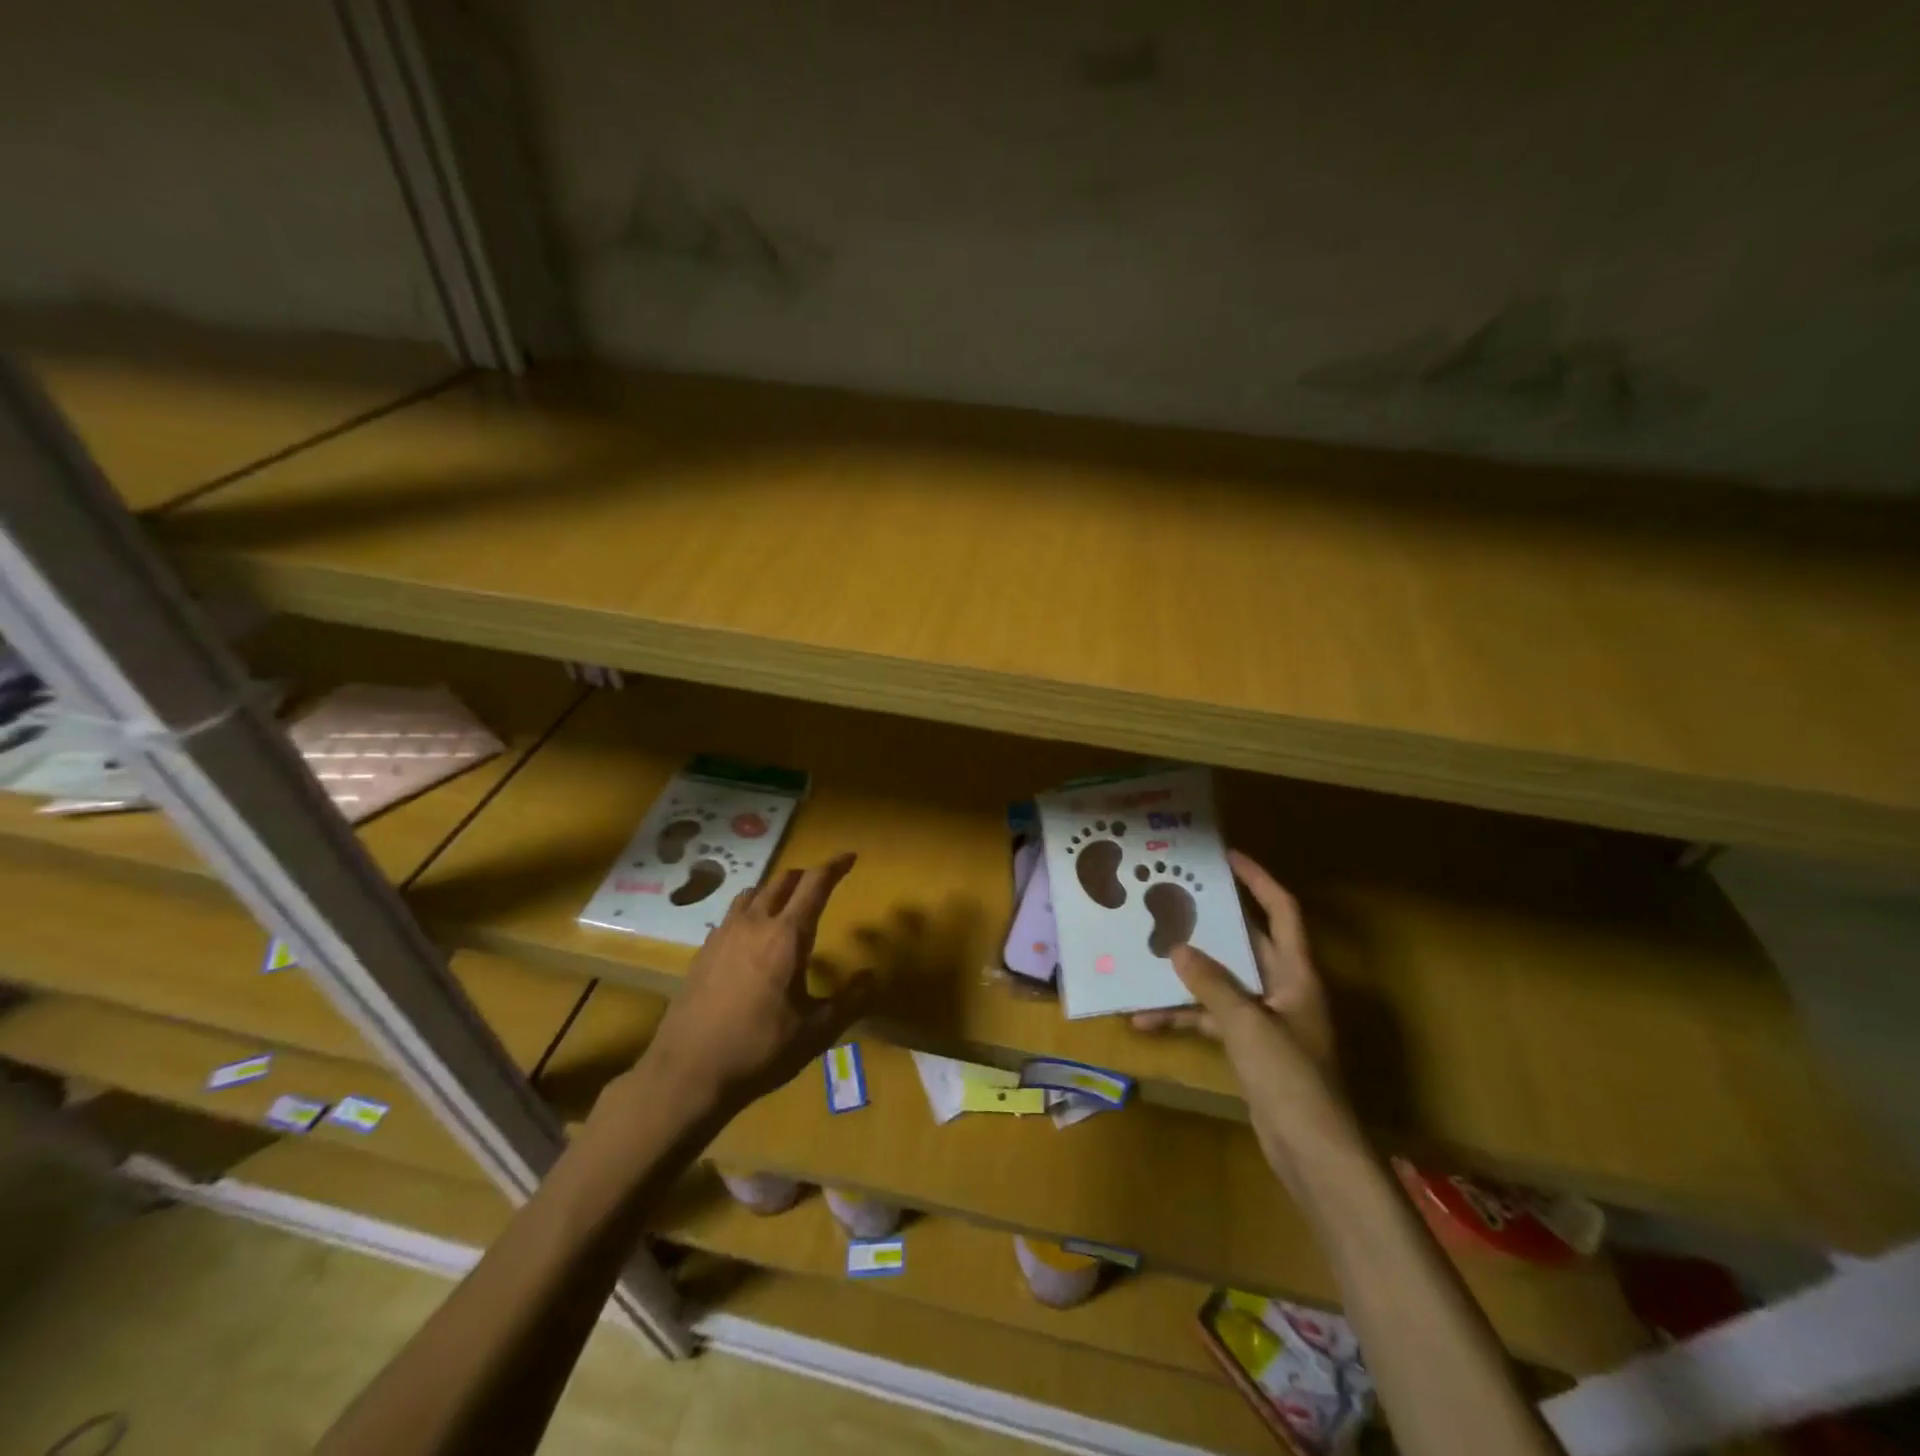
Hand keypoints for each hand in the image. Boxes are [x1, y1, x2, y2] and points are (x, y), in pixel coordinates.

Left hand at [643, 852, 873, 1114]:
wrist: (687, 1073)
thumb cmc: (760, 1050)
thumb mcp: (816, 1032)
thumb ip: (850, 1001)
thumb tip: (872, 977)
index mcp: (787, 936)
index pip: (815, 884)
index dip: (835, 866)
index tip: (850, 857)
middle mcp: (754, 924)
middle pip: (782, 881)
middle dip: (806, 876)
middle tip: (822, 884)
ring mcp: (724, 934)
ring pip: (753, 893)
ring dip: (775, 890)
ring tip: (786, 905)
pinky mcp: (703, 951)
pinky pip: (732, 915)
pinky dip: (750, 912)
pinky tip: (751, 938)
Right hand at [1133, 850, 1352, 1186]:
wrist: (1314, 1153)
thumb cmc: (1290, 1077)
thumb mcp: (1247, 1024)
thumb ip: (1212, 984)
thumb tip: (1178, 949)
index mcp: (1298, 973)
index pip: (1282, 910)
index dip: (1258, 879)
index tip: (1226, 856)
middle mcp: (1284, 988)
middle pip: (1247, 942)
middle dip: (1213, 921)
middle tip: (1174, 898)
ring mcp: (1267, 1019)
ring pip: (1224, 982)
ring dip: (1189, 974)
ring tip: (1149, 954)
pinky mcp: (1252, 1048)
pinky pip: (1214, 1019)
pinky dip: (1185, 1017)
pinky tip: (1146, 1021)